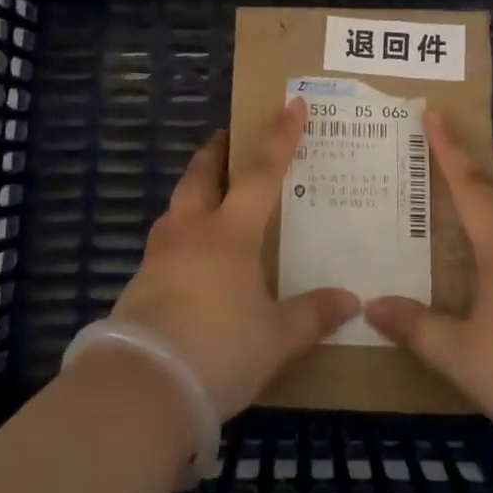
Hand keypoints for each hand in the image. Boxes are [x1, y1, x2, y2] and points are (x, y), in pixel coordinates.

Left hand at [111, 99, 359, 419]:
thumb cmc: (219, 350)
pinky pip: (165, 240)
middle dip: (217, 151)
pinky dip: (181, 230)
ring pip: (178, 204)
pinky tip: (190, 254)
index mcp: (230, 232)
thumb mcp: (276, 338)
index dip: (279, 137)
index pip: (261, 172)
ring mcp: (160, 254)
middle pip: (202, 175)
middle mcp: (191, 231)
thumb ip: (313, 315)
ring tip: (209, 193)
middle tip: (228, 138)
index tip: (291, 104)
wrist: (142, 387)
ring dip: (194, 188)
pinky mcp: (140, 283)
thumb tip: (352, 301)